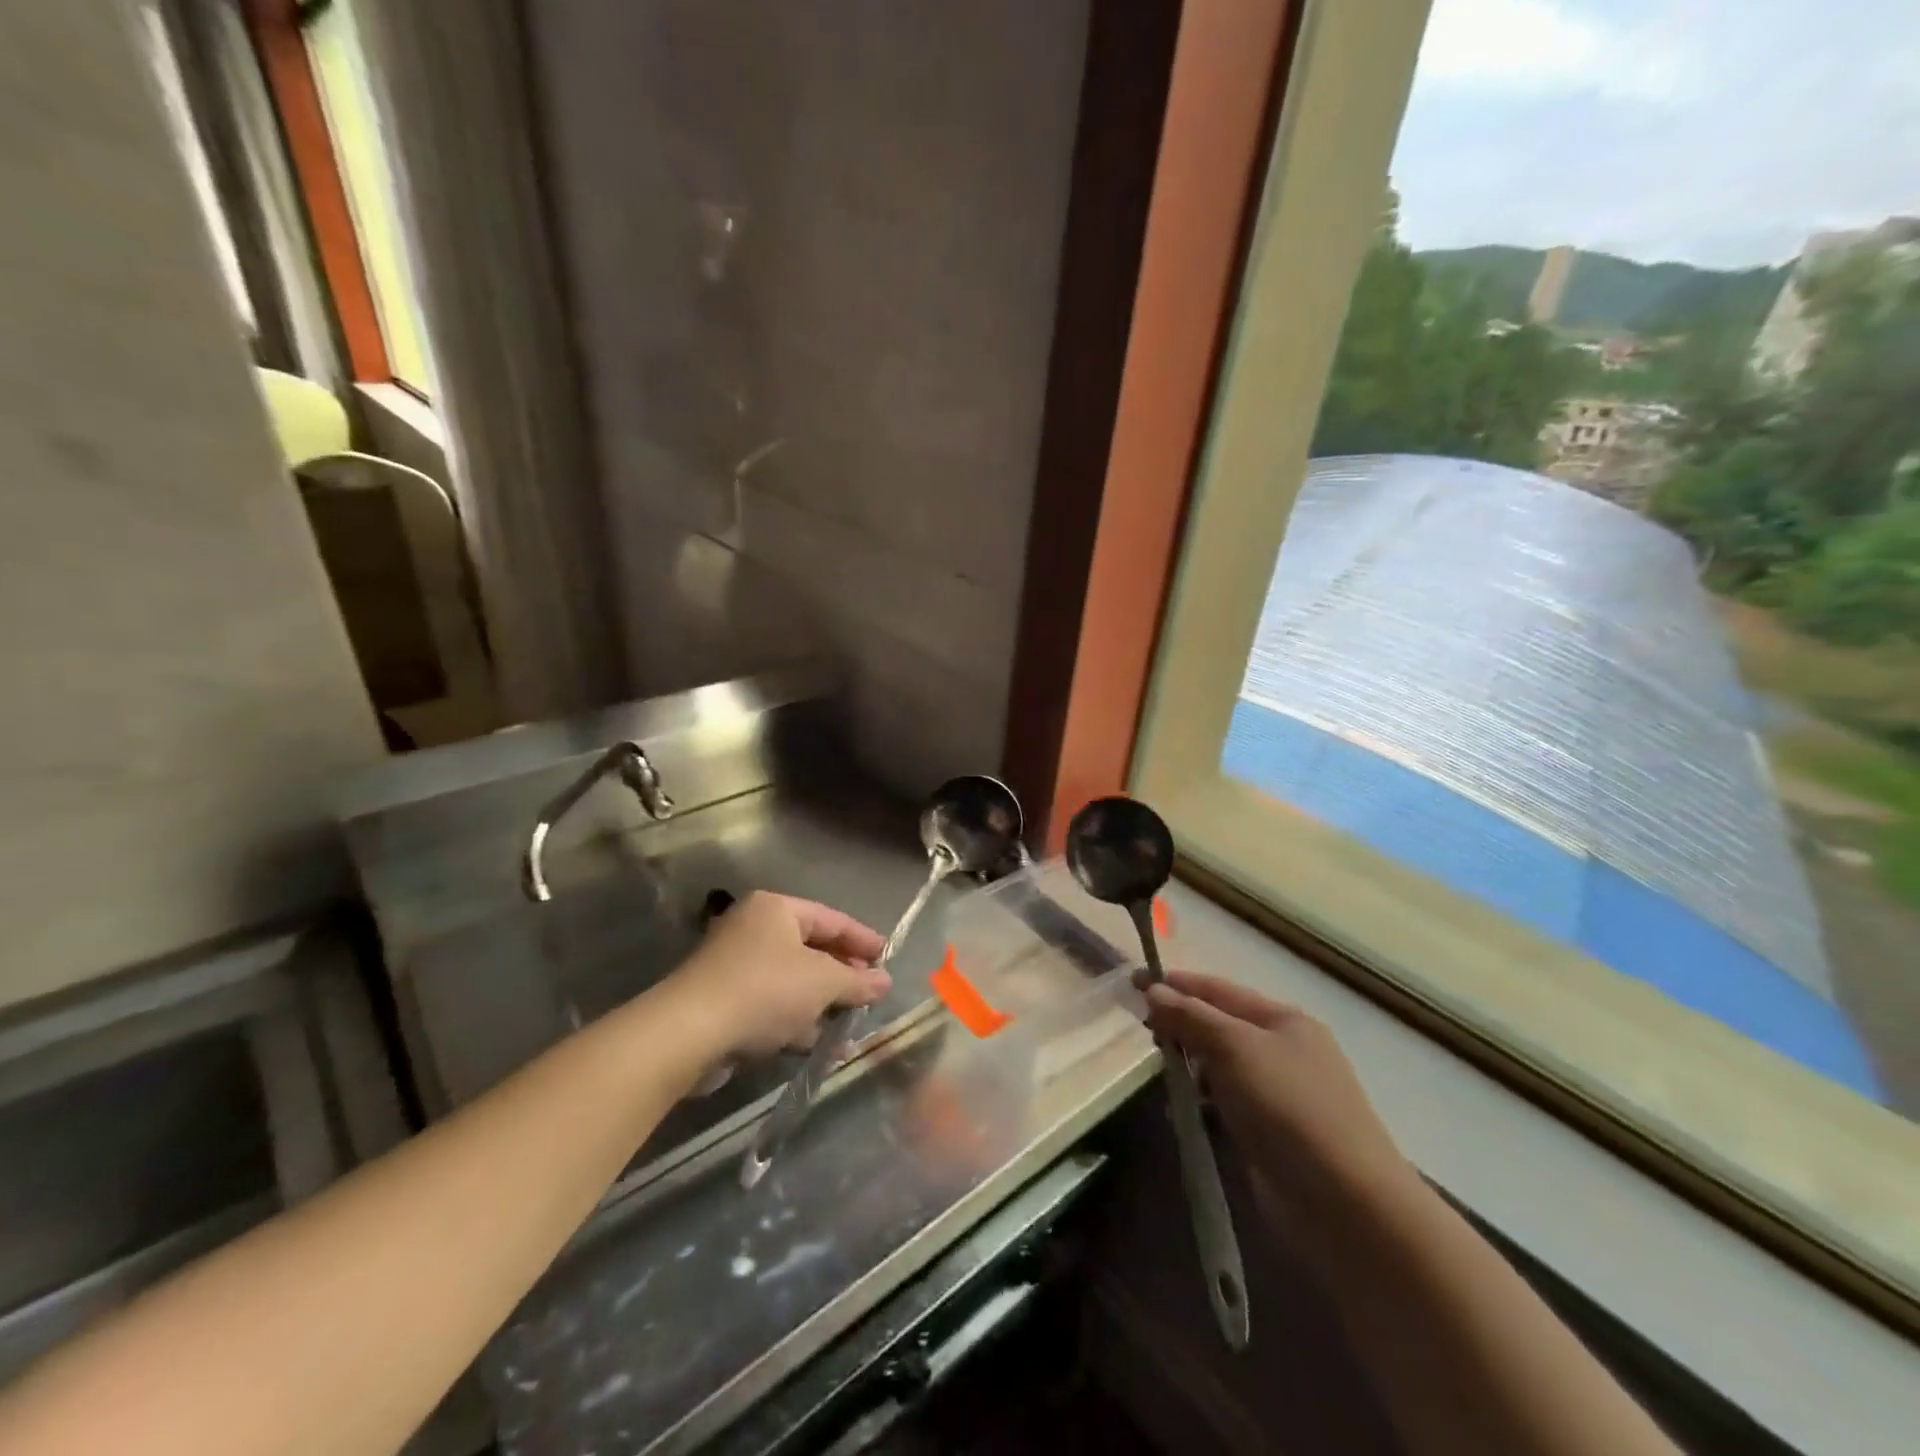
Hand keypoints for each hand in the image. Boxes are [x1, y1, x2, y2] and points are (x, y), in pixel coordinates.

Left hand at [666, 892, 891, 1060]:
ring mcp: (735, 966)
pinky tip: (820, 1046)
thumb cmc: (764, 990)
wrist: (688, 1033)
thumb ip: (857, 981)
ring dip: (822, 1004)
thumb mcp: (822, 982)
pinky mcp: (724, 1002)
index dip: (862, 939)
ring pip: (792, 981)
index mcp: (776, 909)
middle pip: (811, 949)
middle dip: (843, 976)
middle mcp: (754, 929)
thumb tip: (885, 982)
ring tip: (851, 1027)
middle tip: (870, 994)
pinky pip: (772, 1005)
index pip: (831, 918)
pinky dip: (796, 1021)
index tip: (888, 958)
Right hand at [1144, 971, 1414, 1237]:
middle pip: (1218, 1026)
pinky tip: (1184, 1113)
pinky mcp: (1271, 1135)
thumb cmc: (1289, 1108)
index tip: (1132, 981)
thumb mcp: (1235, 1048)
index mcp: (1283, 1020)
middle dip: (1181, 1025)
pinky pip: (1225, 1105)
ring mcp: (1279, 1095)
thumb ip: (1191, 1017)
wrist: (1347, 1206)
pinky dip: (1202, 1103)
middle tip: (1144, 1032)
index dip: (1175, 983)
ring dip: (1190, 1067)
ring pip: (1220, 1067)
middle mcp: (1283, 1051)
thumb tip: (1153, 990)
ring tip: (1163, 1075)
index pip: (1218, 989)